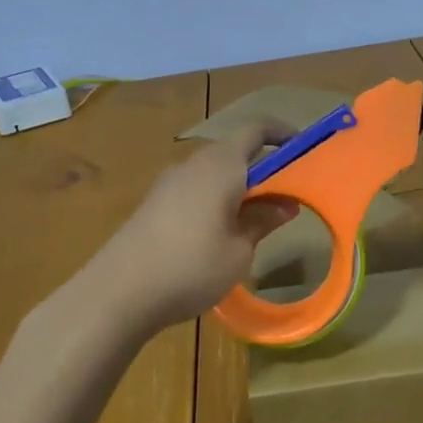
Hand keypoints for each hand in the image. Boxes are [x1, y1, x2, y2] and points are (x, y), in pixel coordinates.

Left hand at [84, 122, 298, 335]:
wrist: (117, 293)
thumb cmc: (191, 266)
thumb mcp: (239, 250)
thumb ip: (263, 221)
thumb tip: (286, 204)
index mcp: (221, 165)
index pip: (257, 129)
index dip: (283, 133)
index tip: (304, 150)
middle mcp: (194, 164)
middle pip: (235, 150)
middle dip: (263, 166)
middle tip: (286, 195)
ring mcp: (169, 182)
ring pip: (214, 171)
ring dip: (238, 185)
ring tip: (256, 219)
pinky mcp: (153, 203)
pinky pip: (195, 188)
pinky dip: (215, 198)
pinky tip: (219, 233)